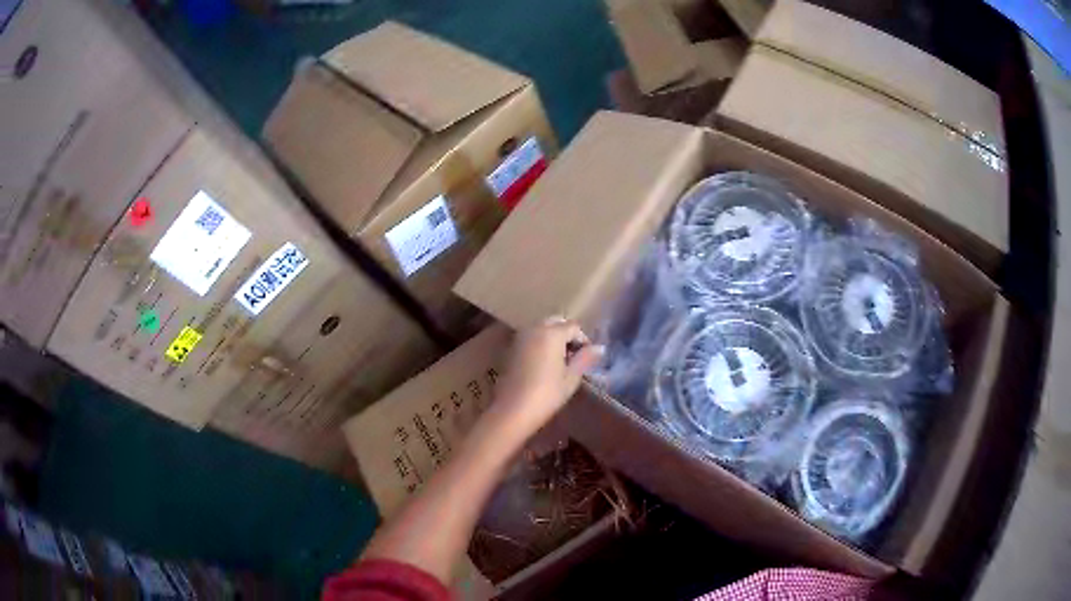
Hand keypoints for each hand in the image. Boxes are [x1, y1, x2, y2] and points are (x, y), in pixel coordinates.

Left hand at [489, 317, 603, 436]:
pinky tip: (545, 364)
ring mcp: (520, 337)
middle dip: (567, 335)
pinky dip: (541, 343)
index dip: (584, 340)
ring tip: (561, 361)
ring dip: (553, 338)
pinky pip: (531, 338)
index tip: (587, 358)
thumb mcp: (571, 378)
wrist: (513, 410)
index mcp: (551, 333)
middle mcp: (534, 329)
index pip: (574, 327)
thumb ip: (585, 359)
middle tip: (575, 356)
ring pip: (542, 328)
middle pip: (556, 322)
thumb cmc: (547, 394)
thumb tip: (600, 348)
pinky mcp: (511, 348)